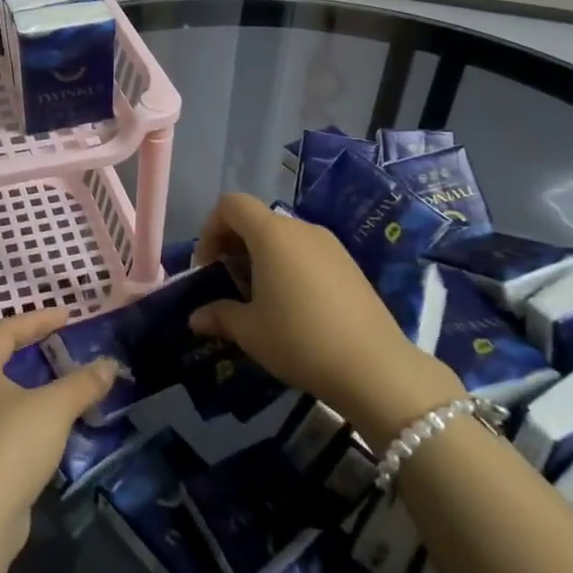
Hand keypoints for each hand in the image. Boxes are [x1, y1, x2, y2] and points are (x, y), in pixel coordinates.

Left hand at [0, 309, 117, 553]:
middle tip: (66, 344)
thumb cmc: (10, 445)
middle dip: (36, 350)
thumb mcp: (54, 407)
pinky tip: (58, 428)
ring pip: (8, 395)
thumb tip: (109, 365)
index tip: (68, 316)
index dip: (38, 319)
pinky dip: (36, 417)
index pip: (6, 330)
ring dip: (38, 387)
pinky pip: (12, 425)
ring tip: (69, 385)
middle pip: (3, 360)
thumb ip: (82, 383)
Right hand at [188, 193, 462, 429]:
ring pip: (283, 237)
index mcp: (272, 234)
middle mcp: (301, 229)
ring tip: (258, 298)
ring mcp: (330, 245)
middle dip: (233, 246)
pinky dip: (288, 267)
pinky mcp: (349, 265)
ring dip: (261, 258)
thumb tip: (196, 318)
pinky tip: (292, 306)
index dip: (210, 229)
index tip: (208, 268)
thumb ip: (218, 315)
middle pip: (256, 219)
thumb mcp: (250, 331)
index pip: (231, 205)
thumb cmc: (300, 340)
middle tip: (227, 284)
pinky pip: (307, 252)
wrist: (376, 368)